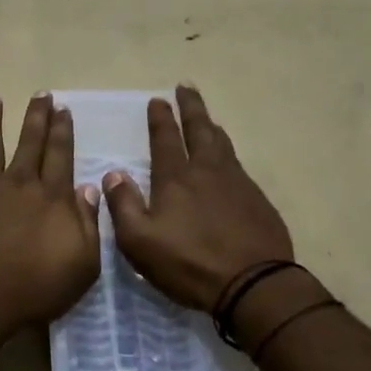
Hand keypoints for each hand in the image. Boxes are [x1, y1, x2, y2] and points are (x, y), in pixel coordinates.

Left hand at [0, 94, 101, 336]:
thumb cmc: (35, 288)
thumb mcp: (82, 265)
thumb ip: (89, 224)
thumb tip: (89, 189)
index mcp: (52, 197)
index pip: (60, 154)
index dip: (63, 130)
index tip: (63, 109)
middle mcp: (19, 184)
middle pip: (29, 142)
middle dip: (37, 116)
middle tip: (40, 94)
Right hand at [102, 85, 294, 310]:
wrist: (253, 284)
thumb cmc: (189, 264)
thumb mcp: (140, 242)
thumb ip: (123, 205)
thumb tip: (113, 174)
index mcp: (176, 179)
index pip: (165, 139)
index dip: (160, 118)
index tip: (157, 99)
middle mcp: (207, 171)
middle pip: (199, 129)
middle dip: (190, 107)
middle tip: (186, 87)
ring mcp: (237, 183)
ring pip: (222, 143)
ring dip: (211, 126)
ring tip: (206, 117)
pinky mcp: (257, 199)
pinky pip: (238, 164)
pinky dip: (228, 152)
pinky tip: (228, 159)